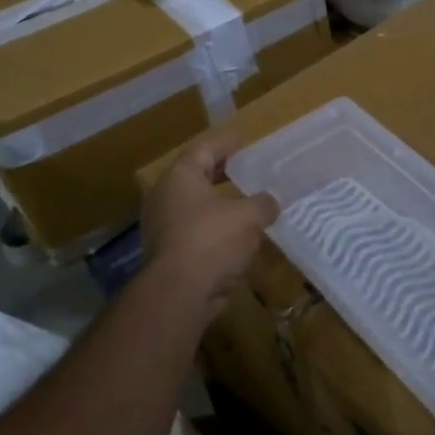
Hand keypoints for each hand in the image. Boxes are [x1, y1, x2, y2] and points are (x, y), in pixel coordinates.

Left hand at [139, 129, 279, 318]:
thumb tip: (272, 200)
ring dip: (218, 204)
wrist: (178, 294)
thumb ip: (263, 204)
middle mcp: (165, 197)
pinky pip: (195, 232)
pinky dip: (215, 229)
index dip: (225, 143)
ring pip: (195, 207)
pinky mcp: (168, 254)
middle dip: (220, 172)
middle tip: (244, 168)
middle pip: (195, 176)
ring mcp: (162, 227)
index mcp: (180, 177)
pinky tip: (236, 235)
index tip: (243, 140)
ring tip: (245, 202)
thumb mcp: (248, 217)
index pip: (203, 149)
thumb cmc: (211, 240)